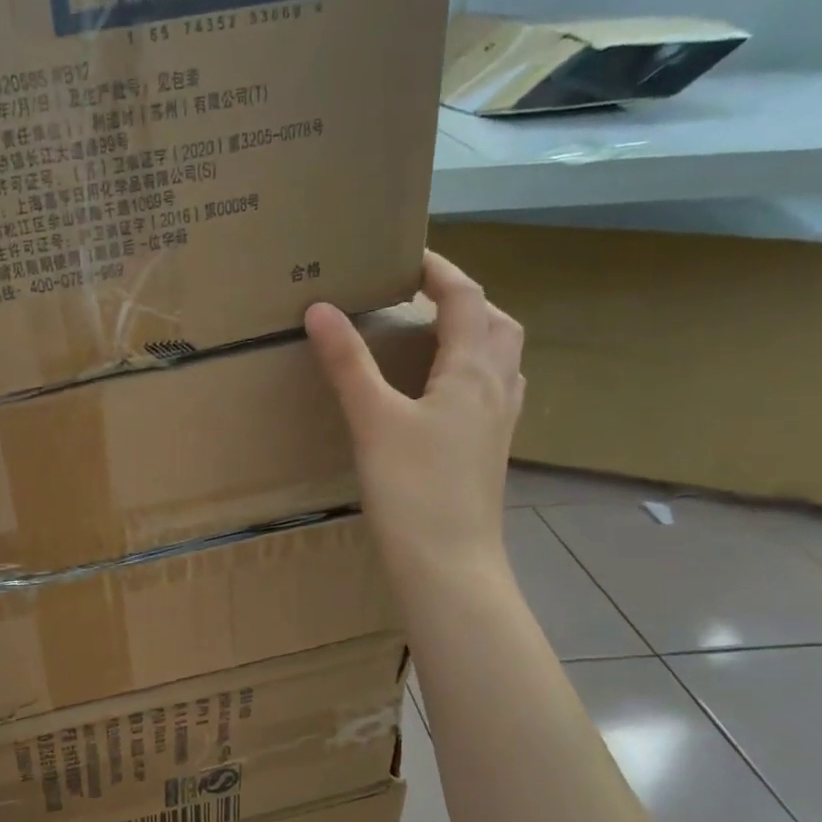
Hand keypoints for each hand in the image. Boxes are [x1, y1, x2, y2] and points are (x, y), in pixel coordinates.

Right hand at [306, 250, 524, 583]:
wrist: (449, 564)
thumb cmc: (413, 489)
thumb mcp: (373, 419)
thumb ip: (348, 362)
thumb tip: (321, 307)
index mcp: (472, 371)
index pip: (465, 298)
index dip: (439, 270)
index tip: (405, 256)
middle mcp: (497, 388)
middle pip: (496, 323)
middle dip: (464, 298)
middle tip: (420, 296)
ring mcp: (499, 423)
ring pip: (500, 358)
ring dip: (474, 333)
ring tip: (431, 336)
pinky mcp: (490, 451)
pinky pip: (493, 391)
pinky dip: (472, 371)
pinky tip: (442, 393)